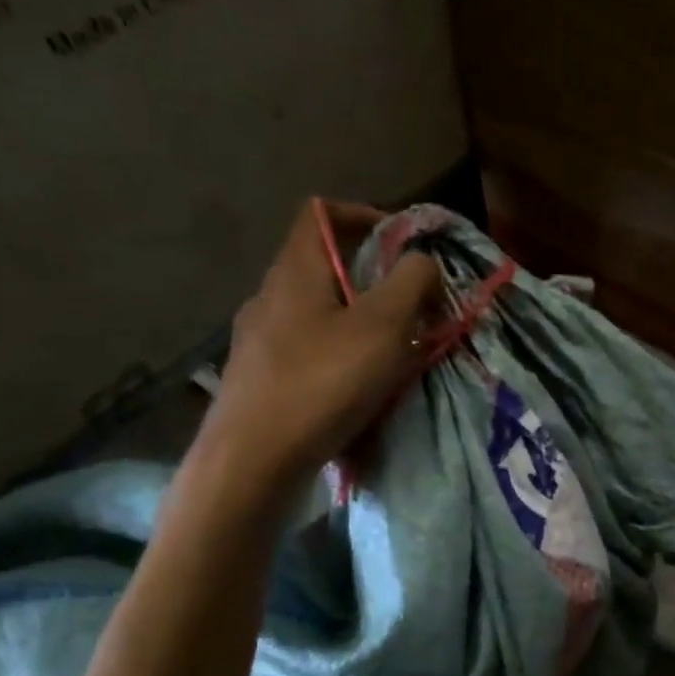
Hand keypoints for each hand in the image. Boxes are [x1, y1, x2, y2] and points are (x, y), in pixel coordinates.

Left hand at [207, 200, 440, 482]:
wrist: (253, 463)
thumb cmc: (322, 383)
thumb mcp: (385, 325)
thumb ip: (412, 281)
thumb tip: (422, 263)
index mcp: (295, 271)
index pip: (321, 212)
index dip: (364, 214)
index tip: (402, 245)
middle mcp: (269, 297)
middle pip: (324, 267)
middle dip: (373, 281)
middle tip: (411, 310)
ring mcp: (258, 341)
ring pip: (318, 314)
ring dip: (358, 324)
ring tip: (392, 355)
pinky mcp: (258, 380)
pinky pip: (308, 352)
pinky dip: (339, 358)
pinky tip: (357, 392)